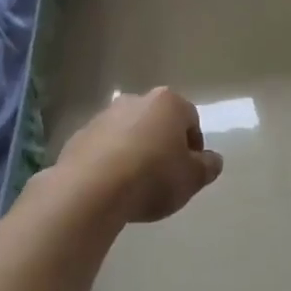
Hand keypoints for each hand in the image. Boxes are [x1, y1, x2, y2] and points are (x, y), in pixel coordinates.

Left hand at [53, 87, 223, 223]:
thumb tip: (211, 159)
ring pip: (129, 132)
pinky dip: (110, 161)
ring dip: (135, 151)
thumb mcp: (193, 178)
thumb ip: (208, 166)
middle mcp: (135, 100)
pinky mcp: (78, 136)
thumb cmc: (152, 177)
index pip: (191, 119)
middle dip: (163, 144)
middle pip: (157, 122)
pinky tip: (111, 187)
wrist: (91, 190)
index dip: (194, 147)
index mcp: (168, 103)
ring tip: (135, 184)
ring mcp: (103, 116)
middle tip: (165, 176)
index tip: (189, 171)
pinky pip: (104, 148)